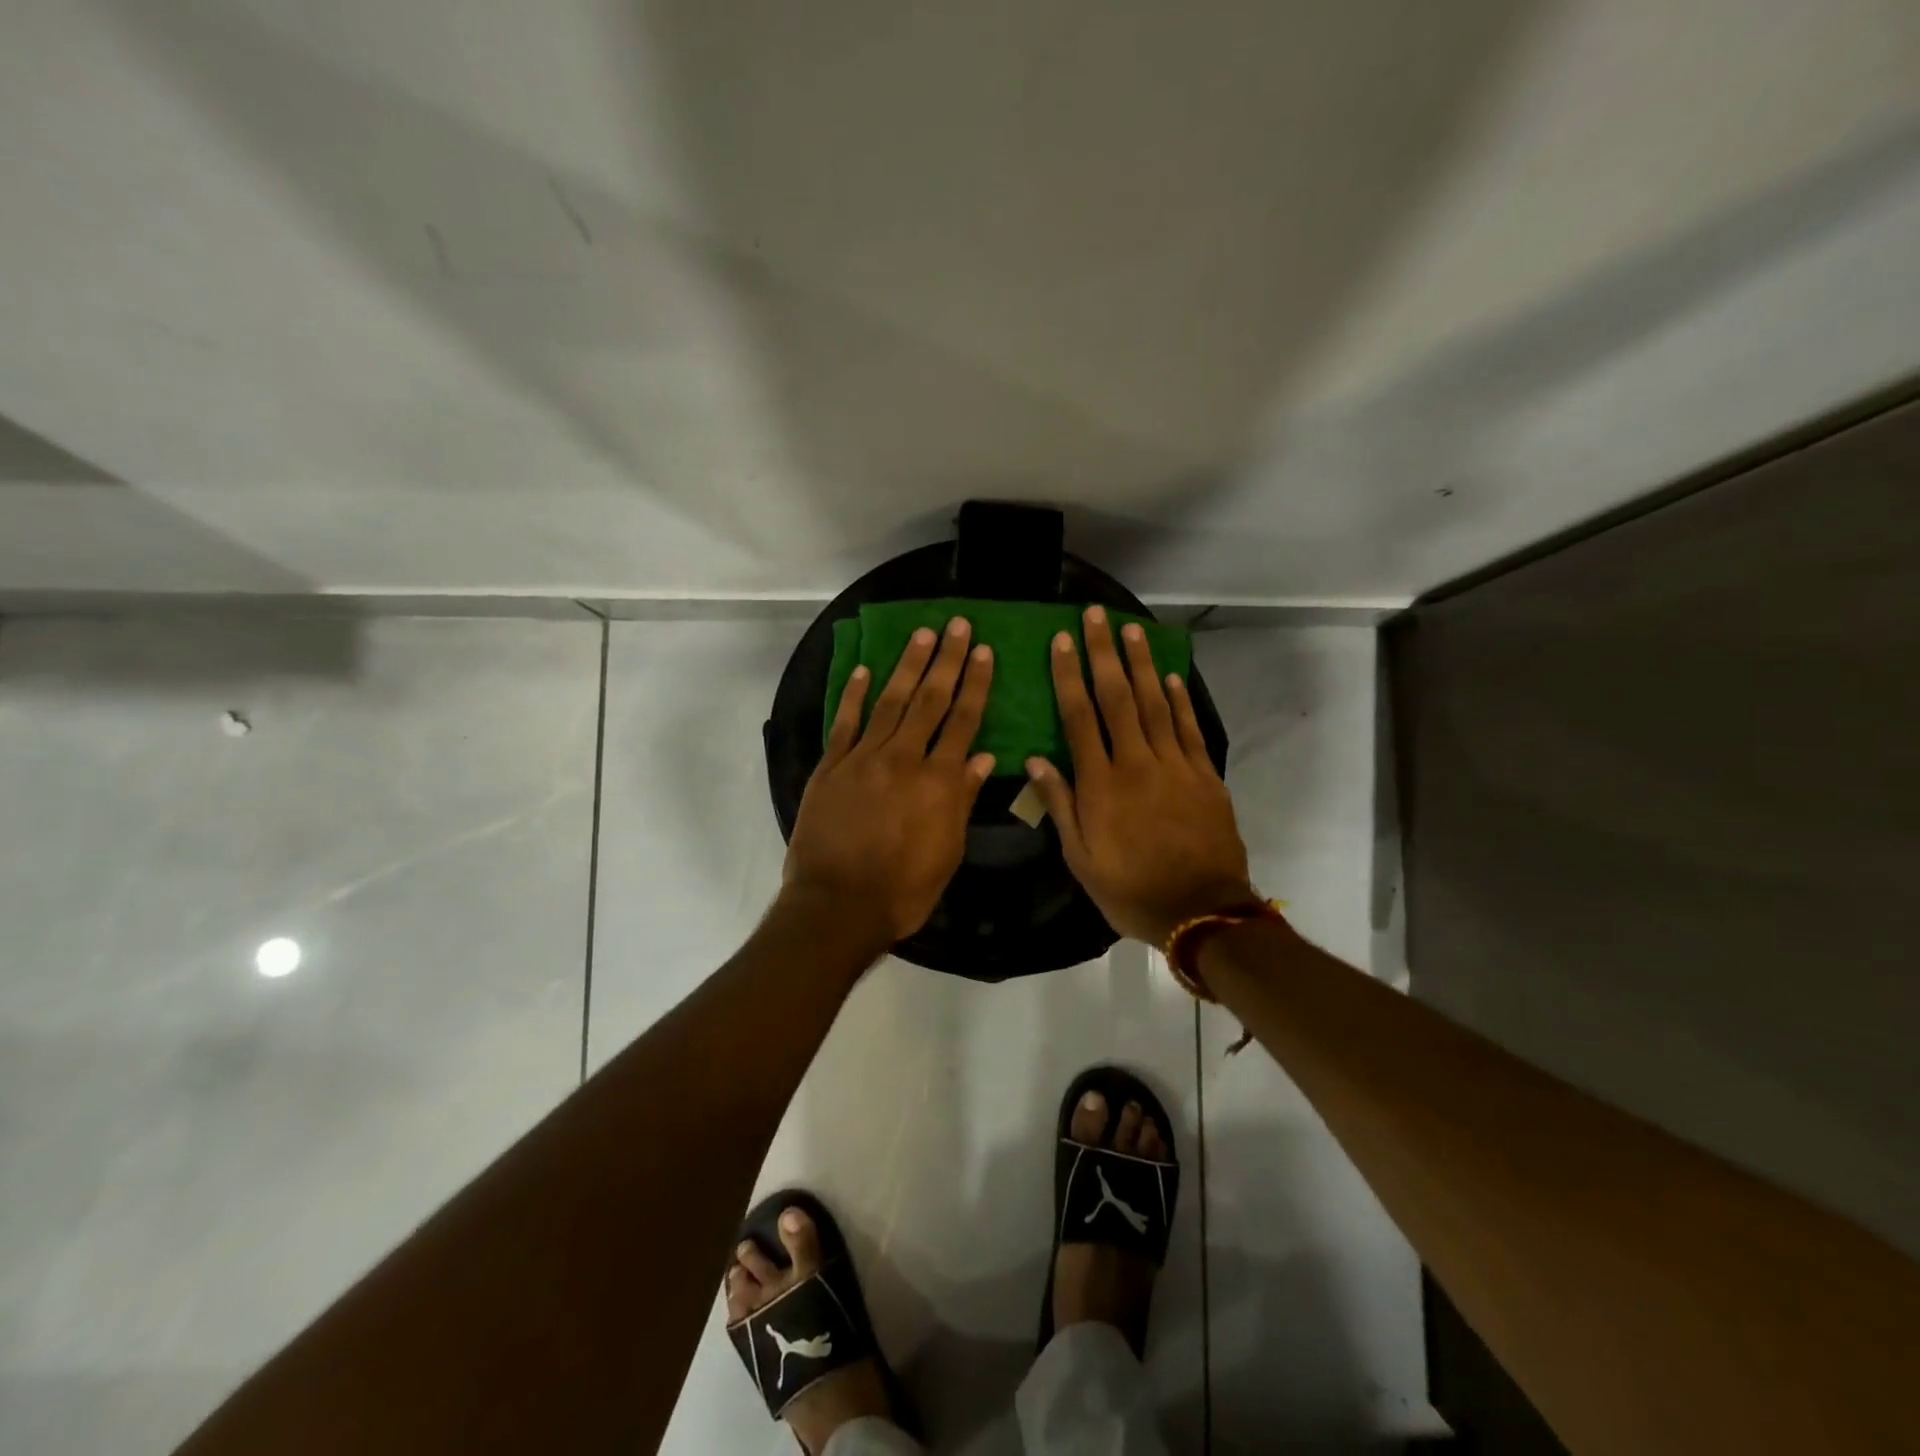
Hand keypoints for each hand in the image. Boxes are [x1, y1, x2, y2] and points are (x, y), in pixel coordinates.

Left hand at [782, 617, 995, 951]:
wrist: (838, 905)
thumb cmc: (903, 889)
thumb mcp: (947, 852)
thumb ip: (962, 800)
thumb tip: (981, 757)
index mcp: (939, 782)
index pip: (963, 721)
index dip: (975, 685)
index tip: (984, 652)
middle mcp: (904, 759)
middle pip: (929, 700)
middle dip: (947, 660)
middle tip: (957, 625)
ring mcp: (864, 759)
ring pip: (890, 702)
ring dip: (907, 665)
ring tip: (922, 634)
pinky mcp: (831, 767)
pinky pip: (846, 723)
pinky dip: (856, 695)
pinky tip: (866, 671)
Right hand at [1024, 606, 1254, 946]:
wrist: (1201, 911)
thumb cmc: (1130, 889)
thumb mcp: (1081, 859)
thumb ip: (1061, 806)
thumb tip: (1035, 761)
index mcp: (1101, 784)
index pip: (1079, 718)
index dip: (1068, 676)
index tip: (1061, 642)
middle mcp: (1136, 763)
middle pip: (1117, 698)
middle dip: (1103, 653)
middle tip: (1095, 616)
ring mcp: (1175, 766)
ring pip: (1155, 703)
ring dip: (1141, 664)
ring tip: (1131, 629)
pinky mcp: (1204, 775)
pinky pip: (1189, 729)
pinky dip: (1180, 700)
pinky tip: (1170, 676)